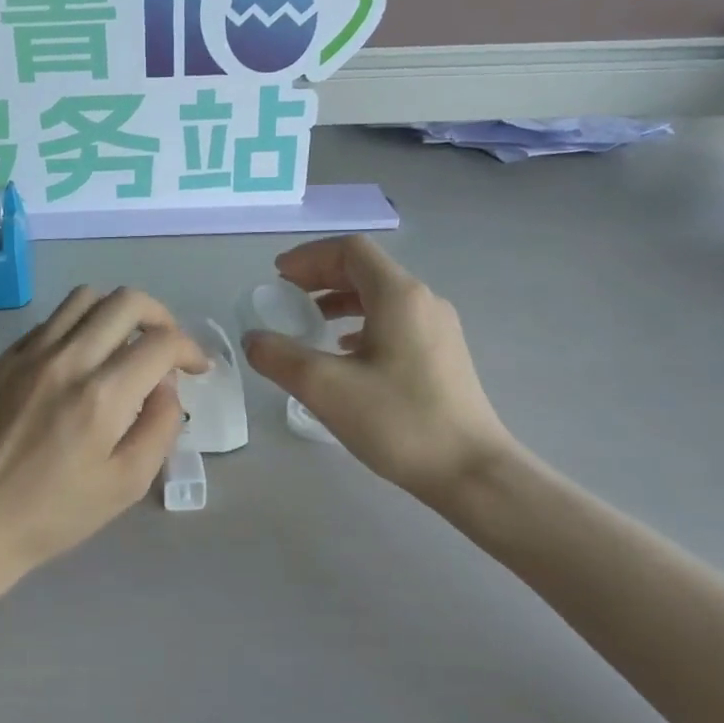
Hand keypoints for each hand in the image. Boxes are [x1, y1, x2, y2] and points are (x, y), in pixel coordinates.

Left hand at [0, 287, 207, 584]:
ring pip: (85, 298)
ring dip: (116, 313)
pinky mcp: (2, 360)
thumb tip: (166, 385)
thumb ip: (160, 426)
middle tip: (165, 348)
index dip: (190, 349)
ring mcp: (29, 354)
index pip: (161, 342)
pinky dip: (78, 328)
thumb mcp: (127, 484)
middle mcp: (66, 360)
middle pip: (126, 302)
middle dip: (160, 317)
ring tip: (123, 345)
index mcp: (102, 395)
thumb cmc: (55, 513)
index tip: (196, 368)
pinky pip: (50, 322)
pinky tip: (79, 362)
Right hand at [242, 237, 517, 497]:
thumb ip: (280, 357)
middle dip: (321, 277)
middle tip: (285, 296)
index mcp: (398, 296)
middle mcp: (422, 302)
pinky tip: (345, 352)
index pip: (350, 251)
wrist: (471, 471)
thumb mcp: (325, 388)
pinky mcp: (442, 356)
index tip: (277, 277)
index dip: (309, 257)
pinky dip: (361, 324)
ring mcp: (438, 329)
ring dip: (340, 301)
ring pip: (381, 298)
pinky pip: (394, 322)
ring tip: (309, 322)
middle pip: (366, 270)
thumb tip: (253, 339)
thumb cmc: (398, 421)